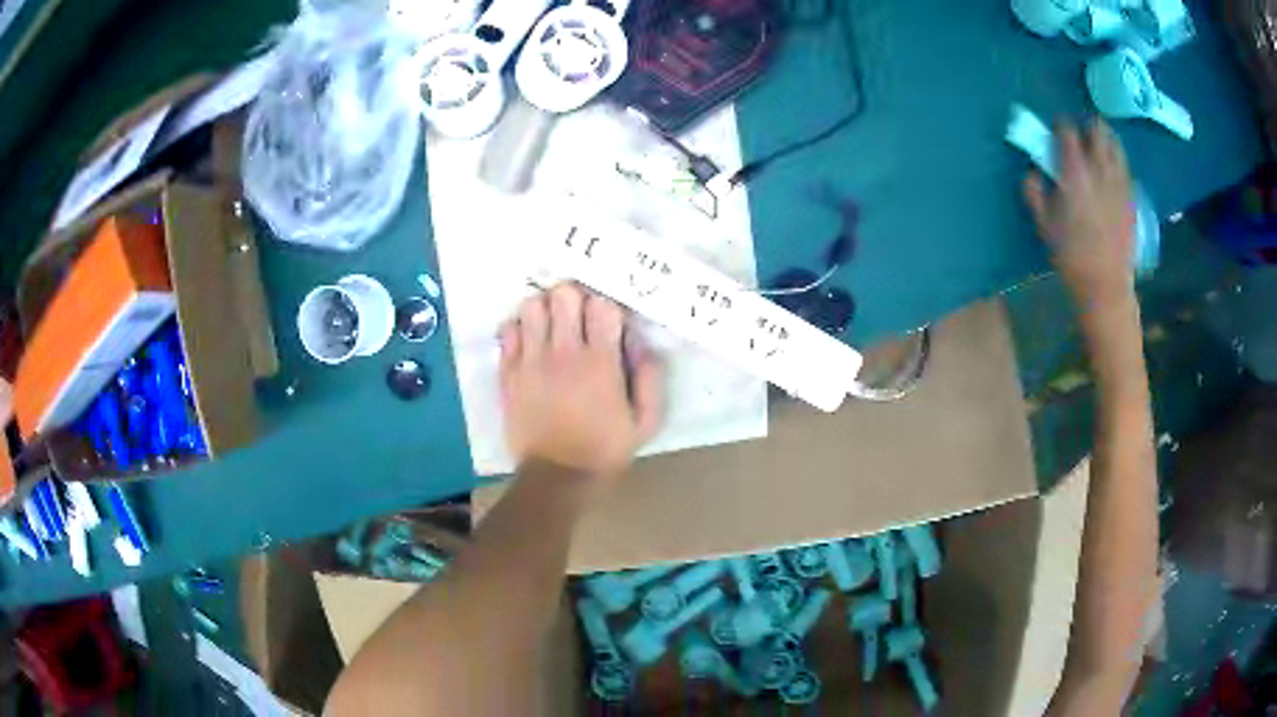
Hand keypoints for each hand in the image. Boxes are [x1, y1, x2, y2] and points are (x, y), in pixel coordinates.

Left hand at [498, 283, 663, 483]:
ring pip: (532, 305)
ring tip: (551, 326)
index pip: (602, 305)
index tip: (607, 323)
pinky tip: (529, 342)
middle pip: (564, 294)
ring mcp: (531, 360)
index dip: (606, 308)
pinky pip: (508, 330)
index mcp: (601, 363)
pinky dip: (519, 328)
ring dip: (545, 309)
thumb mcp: (645, 422)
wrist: (557, 476)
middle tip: (577, 317)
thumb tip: (639, 342)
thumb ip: (650, 378)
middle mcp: (564, 353)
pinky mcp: (508, 372)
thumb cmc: (605, 450)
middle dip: (574, 299)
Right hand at [1024, 119, 1135, 310]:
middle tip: (1082, 133)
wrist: (1105, 285)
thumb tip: (1031, 173)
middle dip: (1088, 126)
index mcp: (1074, 172)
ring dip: (1106, 139)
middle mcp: (1099, 170)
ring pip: (1115, 144)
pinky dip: (1118, 161)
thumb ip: (1034, 193)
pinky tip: (1113, 169)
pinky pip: (1125, 167)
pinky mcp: (1131, 197)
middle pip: (1097, 129)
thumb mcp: (1044, 226)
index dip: (1061, 126)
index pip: (1068, 131)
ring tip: (1100, 145)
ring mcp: (1119, 183)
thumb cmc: (1071, 256)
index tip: (1057, 131)